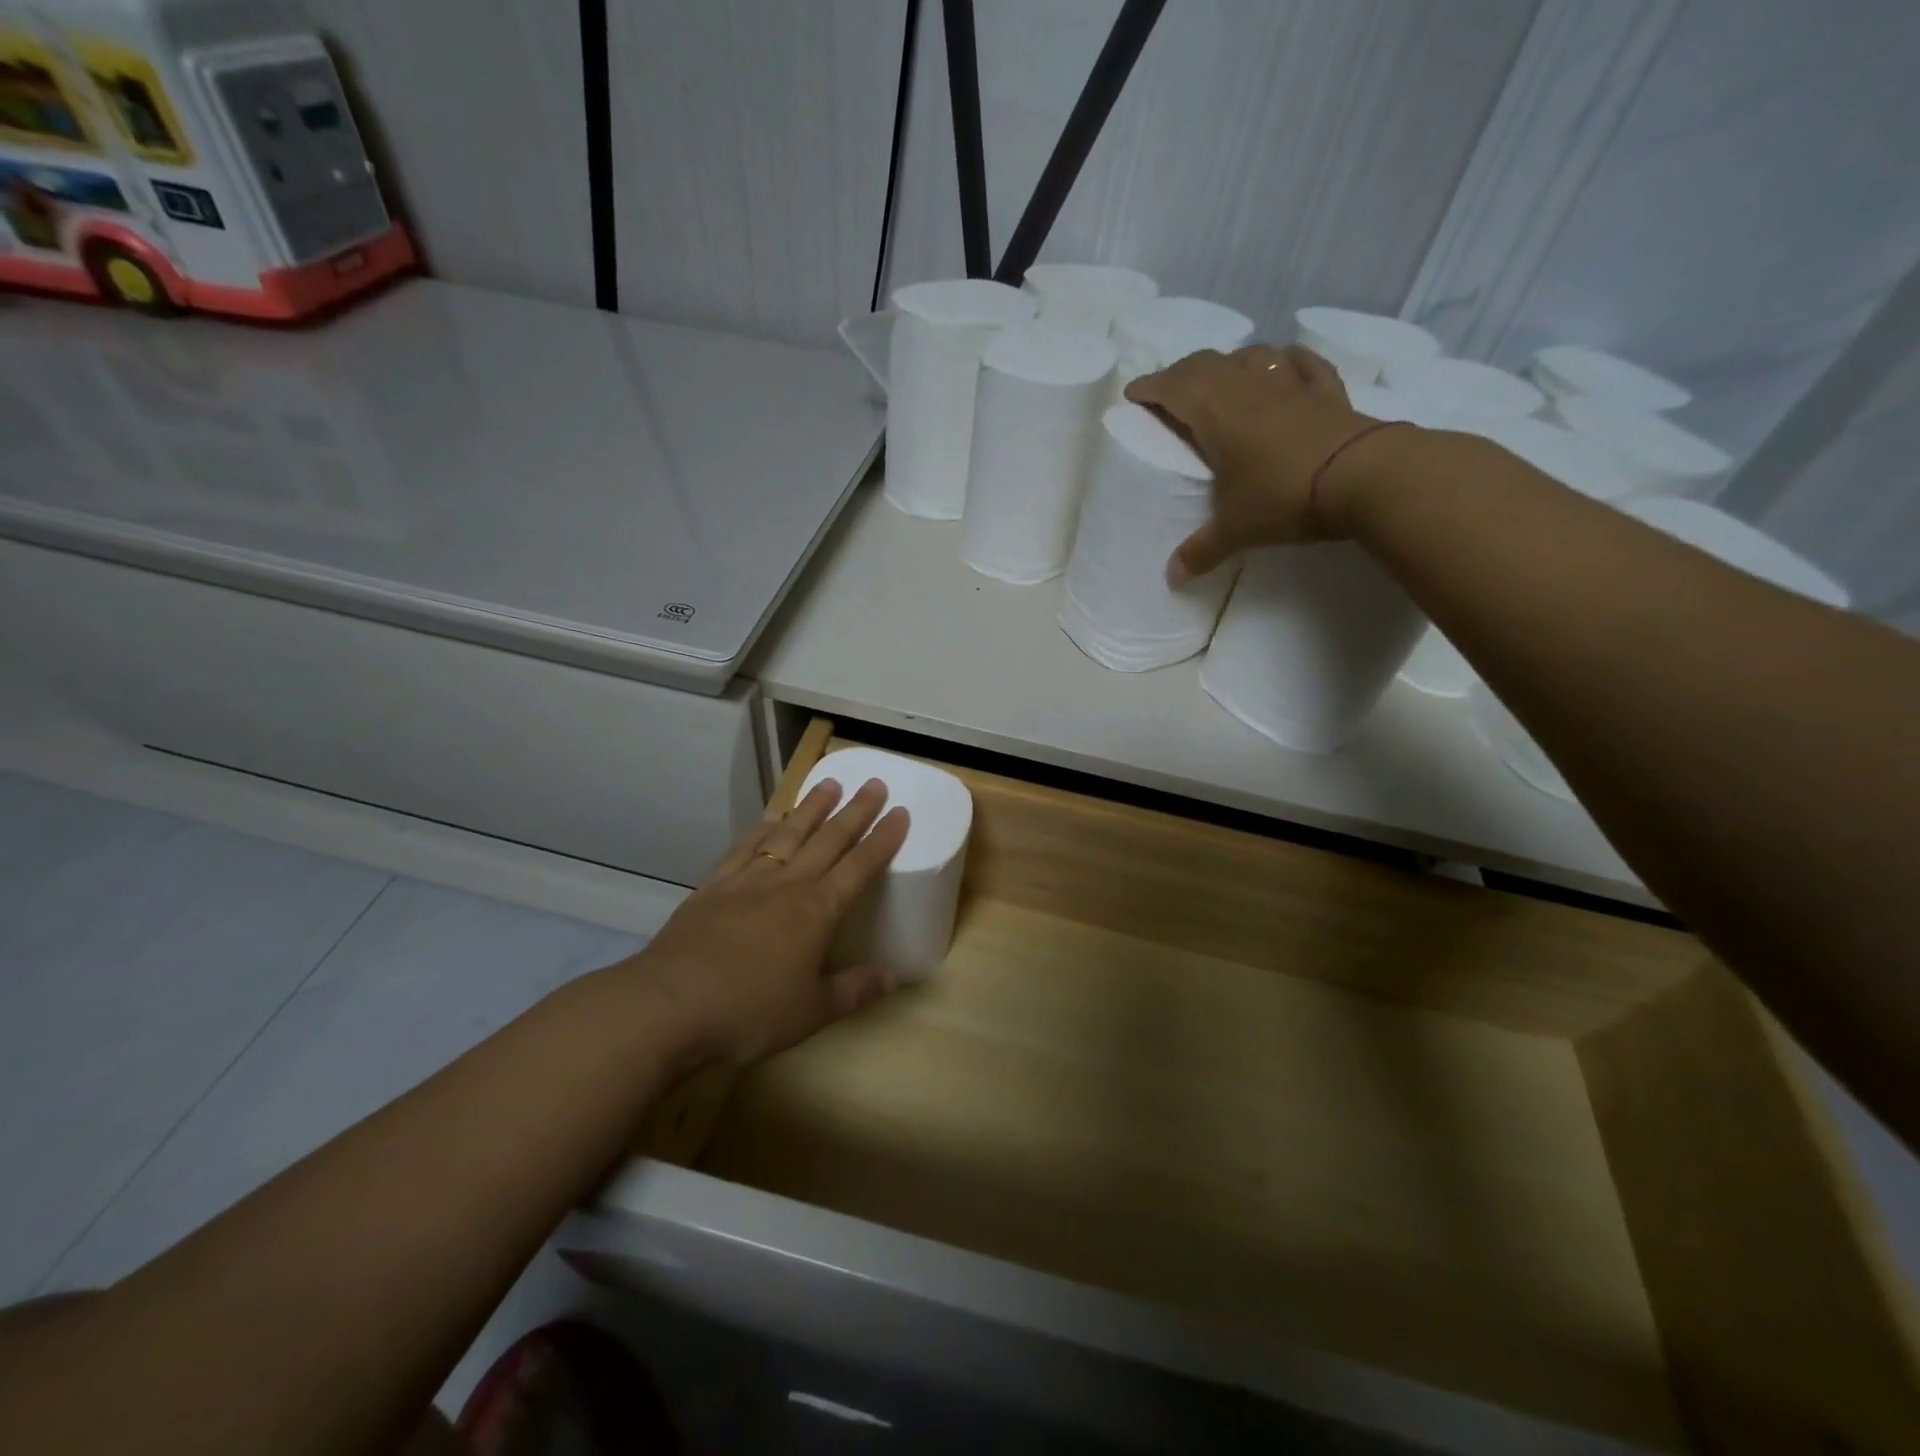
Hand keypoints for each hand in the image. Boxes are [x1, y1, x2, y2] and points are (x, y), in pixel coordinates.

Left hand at [630, 778, 909, 1065]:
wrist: (669, 1005)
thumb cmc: (749, 1011)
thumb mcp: (812, 1012)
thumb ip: (855, 990)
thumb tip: (895, 976)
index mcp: (817, 911)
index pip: (860, 866)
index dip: (883, 839)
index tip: (901, 812)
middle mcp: (787, 885)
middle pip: (828, 839)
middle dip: (855, 811)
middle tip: (875, 783)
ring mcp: (747, 882)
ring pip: (787, 835)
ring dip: (811, 808)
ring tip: (829, 784)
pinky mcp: (713, 887)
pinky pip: (743, 849)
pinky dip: (760, 830)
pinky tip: (769, 819)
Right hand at [1125, 344, 1375, 580]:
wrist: (1363, 477)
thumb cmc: (1283, 497)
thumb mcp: (1236, 530)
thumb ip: (1202, 551)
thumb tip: (1173, 577)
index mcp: (1216, 414)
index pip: (1173, 387)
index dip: (1150, 387)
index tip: (1133, 393)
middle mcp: (1248, 388)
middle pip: (1206, 363)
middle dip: (1181, 372)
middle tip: (1168, 389)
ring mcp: (1290, 384)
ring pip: (1251, 355)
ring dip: (1229, 362)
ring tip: (1221, 377)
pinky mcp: (1326, 390)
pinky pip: (1301, 363)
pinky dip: (1285, 360)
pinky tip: (1282, 363)